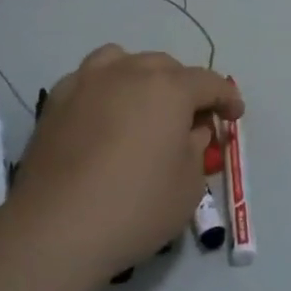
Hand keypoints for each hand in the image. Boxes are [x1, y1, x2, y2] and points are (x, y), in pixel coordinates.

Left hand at [10, 45, 242, 279]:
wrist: (56, 229)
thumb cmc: (135, 207)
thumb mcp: (189, 185)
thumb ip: (197, 149)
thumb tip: (191, 131)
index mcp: (169, 88)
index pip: (209, 82)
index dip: (227, 98)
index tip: (234, 116)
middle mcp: (129, 72)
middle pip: (166, 67)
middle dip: (185, 88)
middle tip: (191, 119)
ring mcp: (88, 82)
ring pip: (123, 61)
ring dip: (141, 77)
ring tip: (143, 105)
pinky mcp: (56, 101)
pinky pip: (89, 79)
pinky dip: (104, 89)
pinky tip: (104, 117)